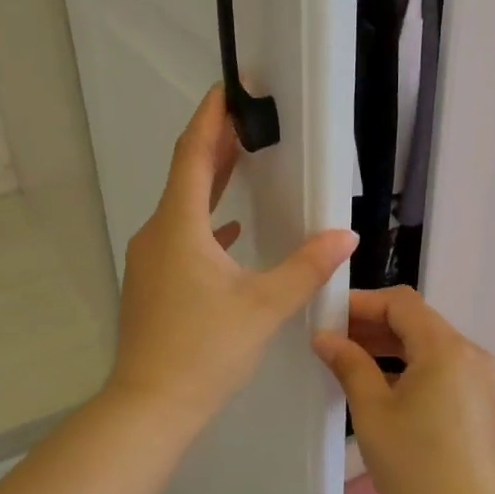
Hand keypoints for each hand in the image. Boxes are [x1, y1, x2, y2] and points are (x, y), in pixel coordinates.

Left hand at [109, 86, 357, 430]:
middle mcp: (157, 234)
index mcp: (179, 227)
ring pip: (183, 208)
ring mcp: (150, 260)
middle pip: (186, 176)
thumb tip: (344, 235)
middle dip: (216, 145)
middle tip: (247, 118)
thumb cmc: (205, 349)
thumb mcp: (264, 306)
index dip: (211, 118)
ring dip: (212, 183)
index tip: (228, 88)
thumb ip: (306, 266)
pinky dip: (206, 224)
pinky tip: (231, 232)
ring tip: (243, 162)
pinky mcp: (152, 284)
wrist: (150, 405)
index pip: (193, 154)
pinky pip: (181, 238)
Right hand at [312, 287, 494, 493]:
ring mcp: (477, 376)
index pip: (400, 302)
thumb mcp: (373, 411)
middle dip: (373, 324)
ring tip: (349, 361)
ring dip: (389, 345)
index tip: (329, 316)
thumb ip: (349, 365)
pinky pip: (439, 366)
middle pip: (416, 320)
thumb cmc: (416, 464)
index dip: (362, 302)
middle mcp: (467, 352)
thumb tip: (325, 337)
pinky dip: (409, 365)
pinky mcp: (477, 399)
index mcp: (444, 347)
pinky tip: (380, 385)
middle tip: (332, 340)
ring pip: (427, 344)